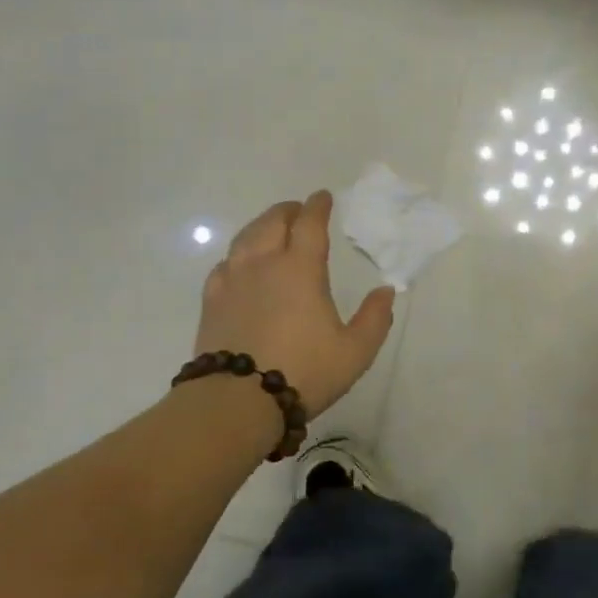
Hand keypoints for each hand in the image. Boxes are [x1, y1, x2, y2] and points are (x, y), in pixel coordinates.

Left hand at [194, 191, 394, 416]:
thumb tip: (386, 291)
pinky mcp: (211, 300)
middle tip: (299, 211)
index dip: (318, 206)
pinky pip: (225, 264)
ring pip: (245, 238)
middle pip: (273, 222)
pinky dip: (238, 254)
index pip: (310, 224)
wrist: (237, 400)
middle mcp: (264, 264)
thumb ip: (375, 318)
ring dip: (262, 227)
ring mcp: (232, 280)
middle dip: (288, 211)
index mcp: (301, 269)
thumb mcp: (355, 351)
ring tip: (271, 229)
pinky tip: (240, 264)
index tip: (323, 197)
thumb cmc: (304, 372)